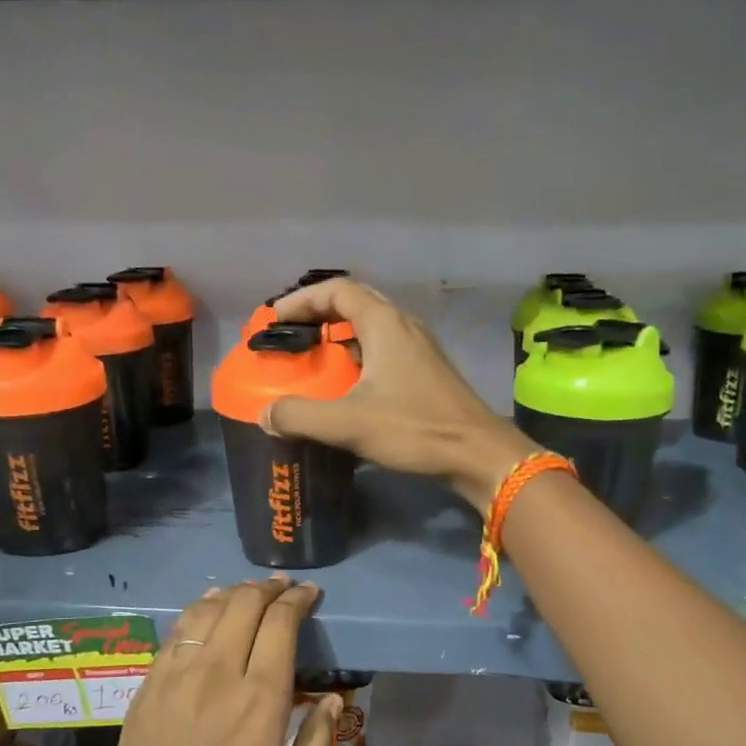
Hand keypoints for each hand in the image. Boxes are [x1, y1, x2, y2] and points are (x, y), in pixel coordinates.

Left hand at [94, 577, 339, 745]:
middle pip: (244, 606)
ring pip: (207, 612)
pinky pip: (176, 634)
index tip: (309, 593)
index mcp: (260, 703)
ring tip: (249, 592)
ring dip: (233, 593)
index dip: (298, 600)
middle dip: (268, 589)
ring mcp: (176, 679)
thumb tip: (331, 699)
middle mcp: (218, 677)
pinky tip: (206, 608)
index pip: (281, 626)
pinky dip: (197, 611)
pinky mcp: (147, 689)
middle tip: (283, 587)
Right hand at [266, 278, 540, 509]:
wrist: (479, 455)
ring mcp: (420, 349)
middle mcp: (404, 327)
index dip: (302, 299)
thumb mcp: (349, 423)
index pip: (337, 290)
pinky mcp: (428, 373)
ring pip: (373, 328)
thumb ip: (300, 415)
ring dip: (341, 336)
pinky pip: (385, 351)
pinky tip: (348, 387)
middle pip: (356, 303)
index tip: (274, 318)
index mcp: (385, 324)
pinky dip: (359, 357)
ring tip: (314, 358)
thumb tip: (266, 414)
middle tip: (291, 334)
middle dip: (319, 314)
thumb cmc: (415, 429)